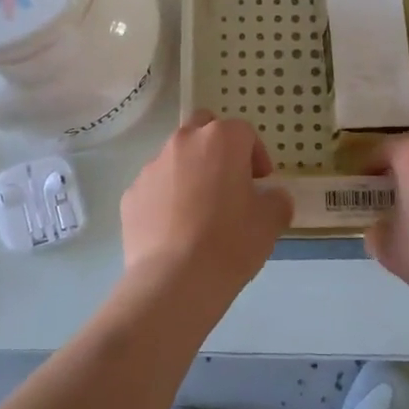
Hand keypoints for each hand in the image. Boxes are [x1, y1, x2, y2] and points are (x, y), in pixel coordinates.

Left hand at [120, 111, 293, 304]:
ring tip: (200, 211)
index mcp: (220, 140)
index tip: (261, 182)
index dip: (256, 155)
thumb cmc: (230, 242)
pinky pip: (155, 187)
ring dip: (190, 172)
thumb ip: (276, 200)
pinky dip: (166, 198)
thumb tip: (271, 197)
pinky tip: (176, 230)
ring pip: (176, 157)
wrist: (174, 280)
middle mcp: (183, 142)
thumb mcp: (270, 222)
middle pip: (203, 128)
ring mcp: (152, 167)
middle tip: (229, 181)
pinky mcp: (131, 193)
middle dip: (217, 147)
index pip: (244, 132)